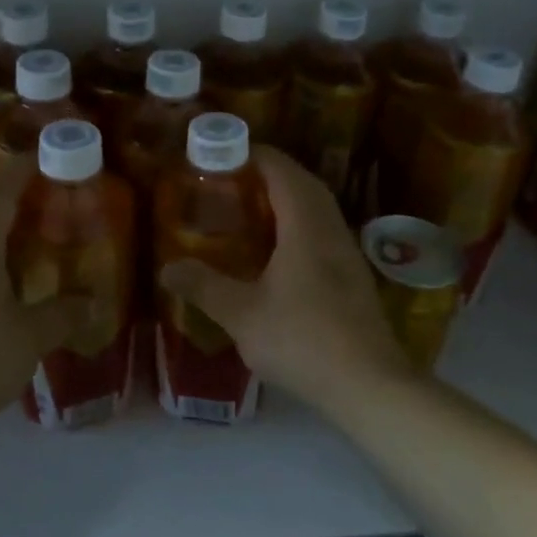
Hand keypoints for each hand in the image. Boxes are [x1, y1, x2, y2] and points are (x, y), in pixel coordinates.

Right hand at [159, 147, 414, 417]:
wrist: (369, 385)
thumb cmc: (302, 340)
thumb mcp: (242, 315)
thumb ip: (204, 287)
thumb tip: (167, 268)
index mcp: (305, 226)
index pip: (282, 171)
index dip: (255, 155)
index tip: (225, 151)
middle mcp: (331, 229)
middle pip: (304, 183)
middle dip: (271, 172)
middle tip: (234, 177)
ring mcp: (347, 252)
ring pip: (319, 207)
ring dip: (290, 197)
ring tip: (254, 207)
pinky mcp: (354, 275)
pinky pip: (325, 229)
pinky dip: (301, 222)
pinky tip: (281, 249)